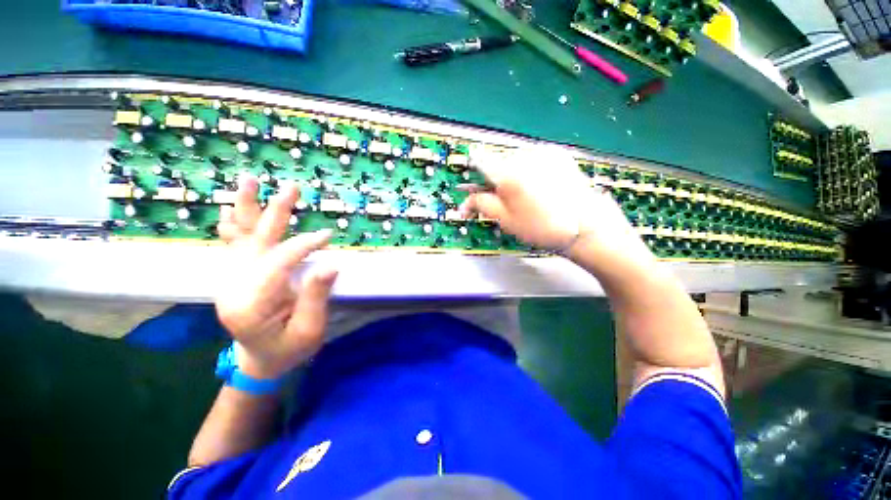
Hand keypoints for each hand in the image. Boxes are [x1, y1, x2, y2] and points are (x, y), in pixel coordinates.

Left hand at [215, 175, 337, 379]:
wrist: (261, 360)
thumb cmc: (289, 348)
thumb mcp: (310, 330)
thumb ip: (316, 297)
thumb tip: (330, 265)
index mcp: (251, 304)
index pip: (278, 262)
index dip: (304, 245)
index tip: (328, 236)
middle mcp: (234, 286)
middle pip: (255, 241)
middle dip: (273, 212)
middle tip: (291, 187)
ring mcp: (230, 279)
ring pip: (240, 238)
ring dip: (247, 208)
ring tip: (249, 181)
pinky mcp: (236, 276)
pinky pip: (233, 245)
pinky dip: (234, 225)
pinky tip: (232, 211)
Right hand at [459, 145, 650, 261]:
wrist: (586, 227)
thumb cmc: (541, 227)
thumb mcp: (505, 219)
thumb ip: (481, 204)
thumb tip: (464, 201)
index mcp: (508, 171)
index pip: (479, 161)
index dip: (473, 176)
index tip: (473, 189)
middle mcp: (524, 154)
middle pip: (497, 162)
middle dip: (493, 180)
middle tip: (499, 201)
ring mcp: (544, 152)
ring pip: (515, 160)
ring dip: (510, 175)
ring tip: (522, 198)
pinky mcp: (559, 155)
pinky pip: (533, 160)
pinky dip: (527, 172)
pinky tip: (537, 190)